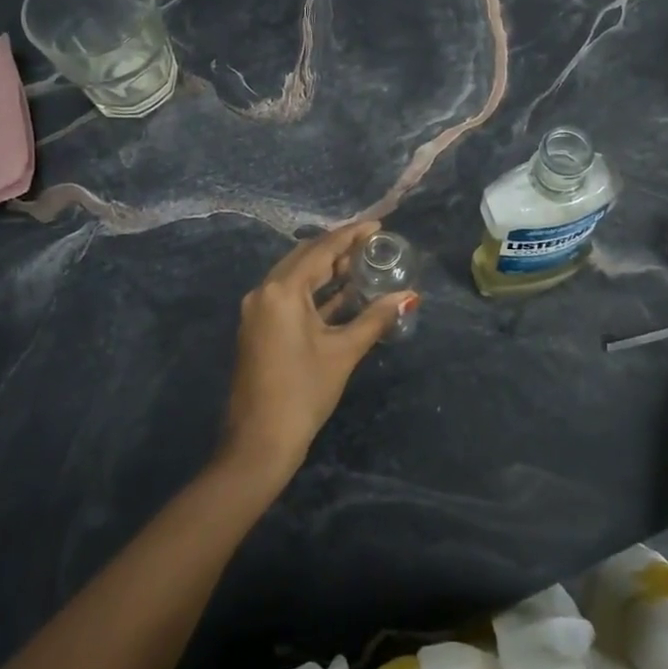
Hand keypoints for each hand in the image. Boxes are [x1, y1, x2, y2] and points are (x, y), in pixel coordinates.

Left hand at [221, 221, 418, 484]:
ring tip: (361, 264)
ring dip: (326, 269)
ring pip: (296, 277)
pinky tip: (343, 294)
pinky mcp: (259, 328)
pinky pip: (290, 296)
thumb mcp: (343, 352)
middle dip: (338, 249)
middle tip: (372, 245)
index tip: (378, 226)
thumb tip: (409, 297)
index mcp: (282, 291)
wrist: (259, 442)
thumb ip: (375, 318)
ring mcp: (258, 311)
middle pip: (305, 257)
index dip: (351, 235)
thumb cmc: (303, 392)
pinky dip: (315, 291)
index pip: (321, 250)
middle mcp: (264, 292)